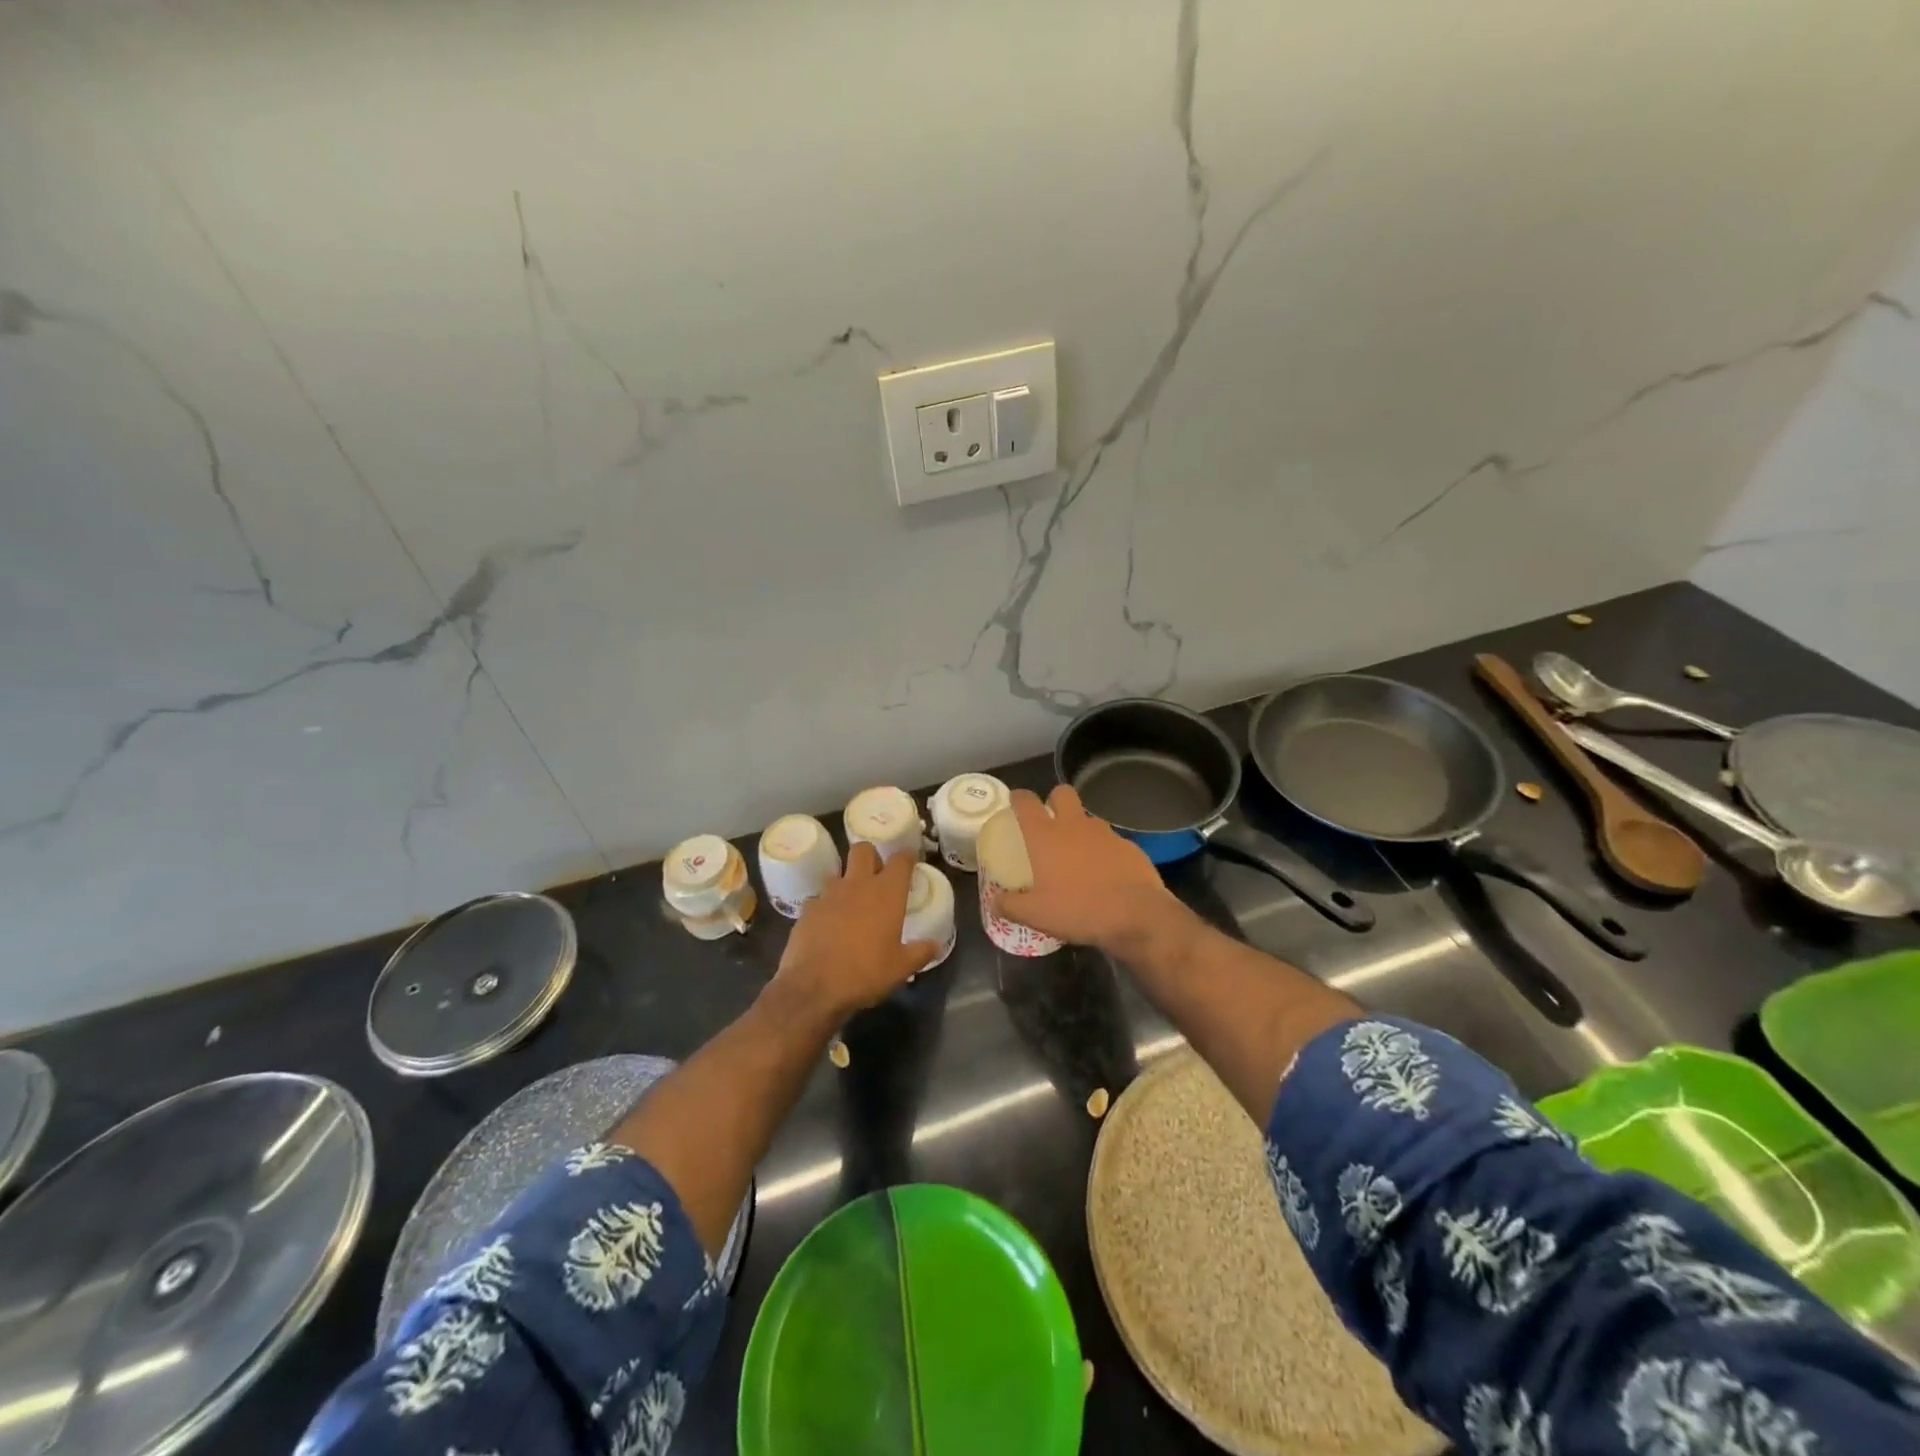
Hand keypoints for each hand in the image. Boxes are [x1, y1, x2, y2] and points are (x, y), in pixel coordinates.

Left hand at [772, 842, 938, 1022]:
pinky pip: (818, 899)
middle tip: (877, 876)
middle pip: (863, 849)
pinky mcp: (807, 909)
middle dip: (871, 856)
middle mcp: (857, 884)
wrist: (814, 987)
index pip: (901, 859)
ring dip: (846, 883)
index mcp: (886, 893)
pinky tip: (827, 925)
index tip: (910, 863)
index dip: (906, 858)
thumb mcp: (901, 967)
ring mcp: (828, 894)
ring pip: (838, 873)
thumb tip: (935, 945)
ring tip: (851, 905)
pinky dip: (825, 907)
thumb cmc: (865, 973)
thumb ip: (921, 952)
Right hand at [992, 785, 1192, 956]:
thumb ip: (1010, 906)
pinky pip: (1111, 842)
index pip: (1026, 802)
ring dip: (1081, 829)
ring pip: (1089, 818)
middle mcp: (1074, 826)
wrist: (1136, 915)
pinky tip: (1106, 874)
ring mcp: (1105, 833)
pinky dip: (1105, 852)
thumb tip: (995, 903)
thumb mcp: (1036, 915)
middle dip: (1055, 800)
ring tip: (1078, 856)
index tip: (1015, 802)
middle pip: (1062, 793)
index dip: (1018, 798)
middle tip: (1050, 822)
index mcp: (1045, 836)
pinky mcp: (1129, 846)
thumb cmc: (1078, 909)